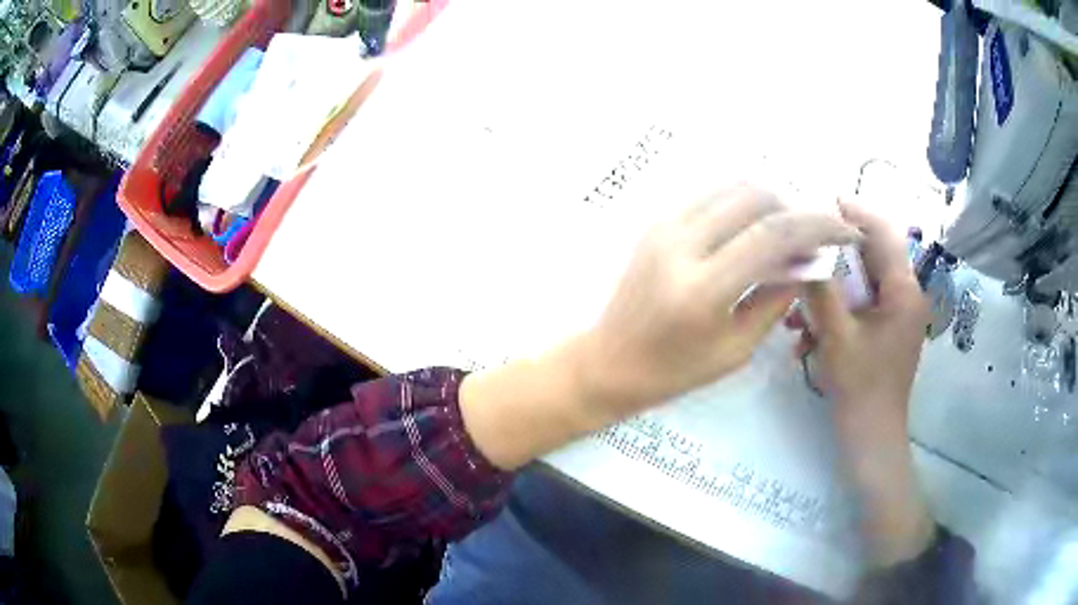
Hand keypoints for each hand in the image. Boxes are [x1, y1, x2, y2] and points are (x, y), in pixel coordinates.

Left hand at [460, 185, 859, 469]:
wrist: (609, 359)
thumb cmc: (674, 370)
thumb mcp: (736, 349)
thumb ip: (775, 298)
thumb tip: (807, 261)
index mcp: (702, 288)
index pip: (773, 235)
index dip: (818, 225)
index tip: (846, 229)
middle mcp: (681, 244)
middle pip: (755, 196)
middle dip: (796, 208)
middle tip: (814, 235)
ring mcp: (664, 226)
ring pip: (732, 188)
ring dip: (770, 201)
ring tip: (788, 231)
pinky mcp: (656, 221)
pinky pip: (711, 196)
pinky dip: (742, 203)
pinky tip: (755, 228)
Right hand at [791, 200, 934, 566]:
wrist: (870, 439)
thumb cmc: (860, 389)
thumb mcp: (836, 336)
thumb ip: (820, 288)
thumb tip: (803, 246)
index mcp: (904, 292)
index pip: (883, 234)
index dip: (854, 214)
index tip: (820, 202)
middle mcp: (905, 296)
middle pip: (869, 258)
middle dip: (832, 260)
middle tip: (800, 256)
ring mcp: (896, 315)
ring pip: (860, 284)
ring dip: (828, 292)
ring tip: (796, 314)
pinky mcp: (885, 331)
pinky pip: (859, 307)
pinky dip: (834, 314)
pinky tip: (806, 336)